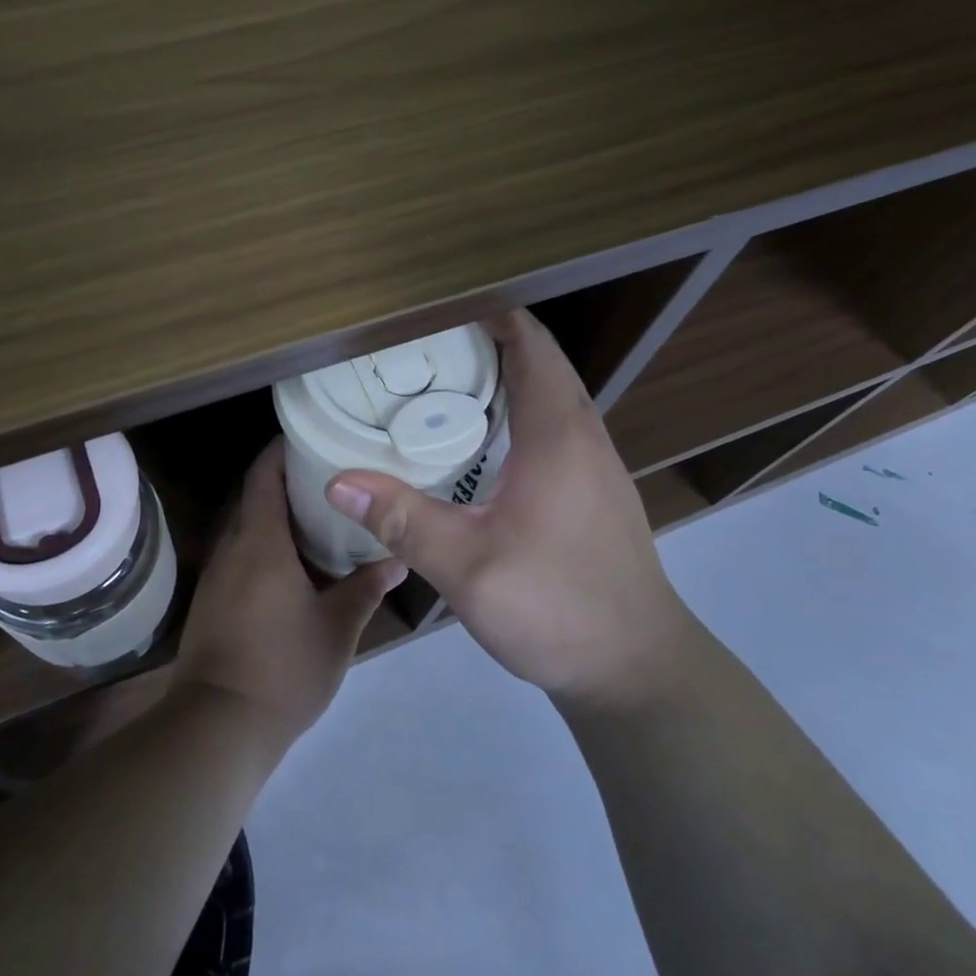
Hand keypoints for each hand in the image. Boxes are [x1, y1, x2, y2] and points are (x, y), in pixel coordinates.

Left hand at [174, 438, 406, 753]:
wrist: (218, 726)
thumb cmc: (283, 667)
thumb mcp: (337, 628)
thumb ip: (365, 588)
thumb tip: (397, 560)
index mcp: (260, 543)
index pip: (263, 477)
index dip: (279, 451)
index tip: (306, 436)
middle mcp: (232, 549)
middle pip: (252, 498)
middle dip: (282, 481)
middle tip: (325, 474)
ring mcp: (217, 577)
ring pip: (244, 528)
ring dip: (272, 516)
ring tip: (315, 514)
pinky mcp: (211, 602)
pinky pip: (238, 556)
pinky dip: (262, 546)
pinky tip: (291, 563)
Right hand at [324, 309, 685, 709]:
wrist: (637, 668)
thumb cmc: (558, 608)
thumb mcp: (469, 568)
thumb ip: (404, 520)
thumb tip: (338, 482)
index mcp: (558, 431)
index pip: (529, 341)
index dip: (485, 311)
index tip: (431, 307)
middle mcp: (583, 432)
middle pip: (537, 358)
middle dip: (483, 338)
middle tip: (419, 343)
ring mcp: (593, 460)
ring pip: (547, 391)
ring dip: (501, 373)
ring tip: (437, 379)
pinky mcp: (592, 487)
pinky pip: (551, 422)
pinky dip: (514, 408)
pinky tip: (476, 438)